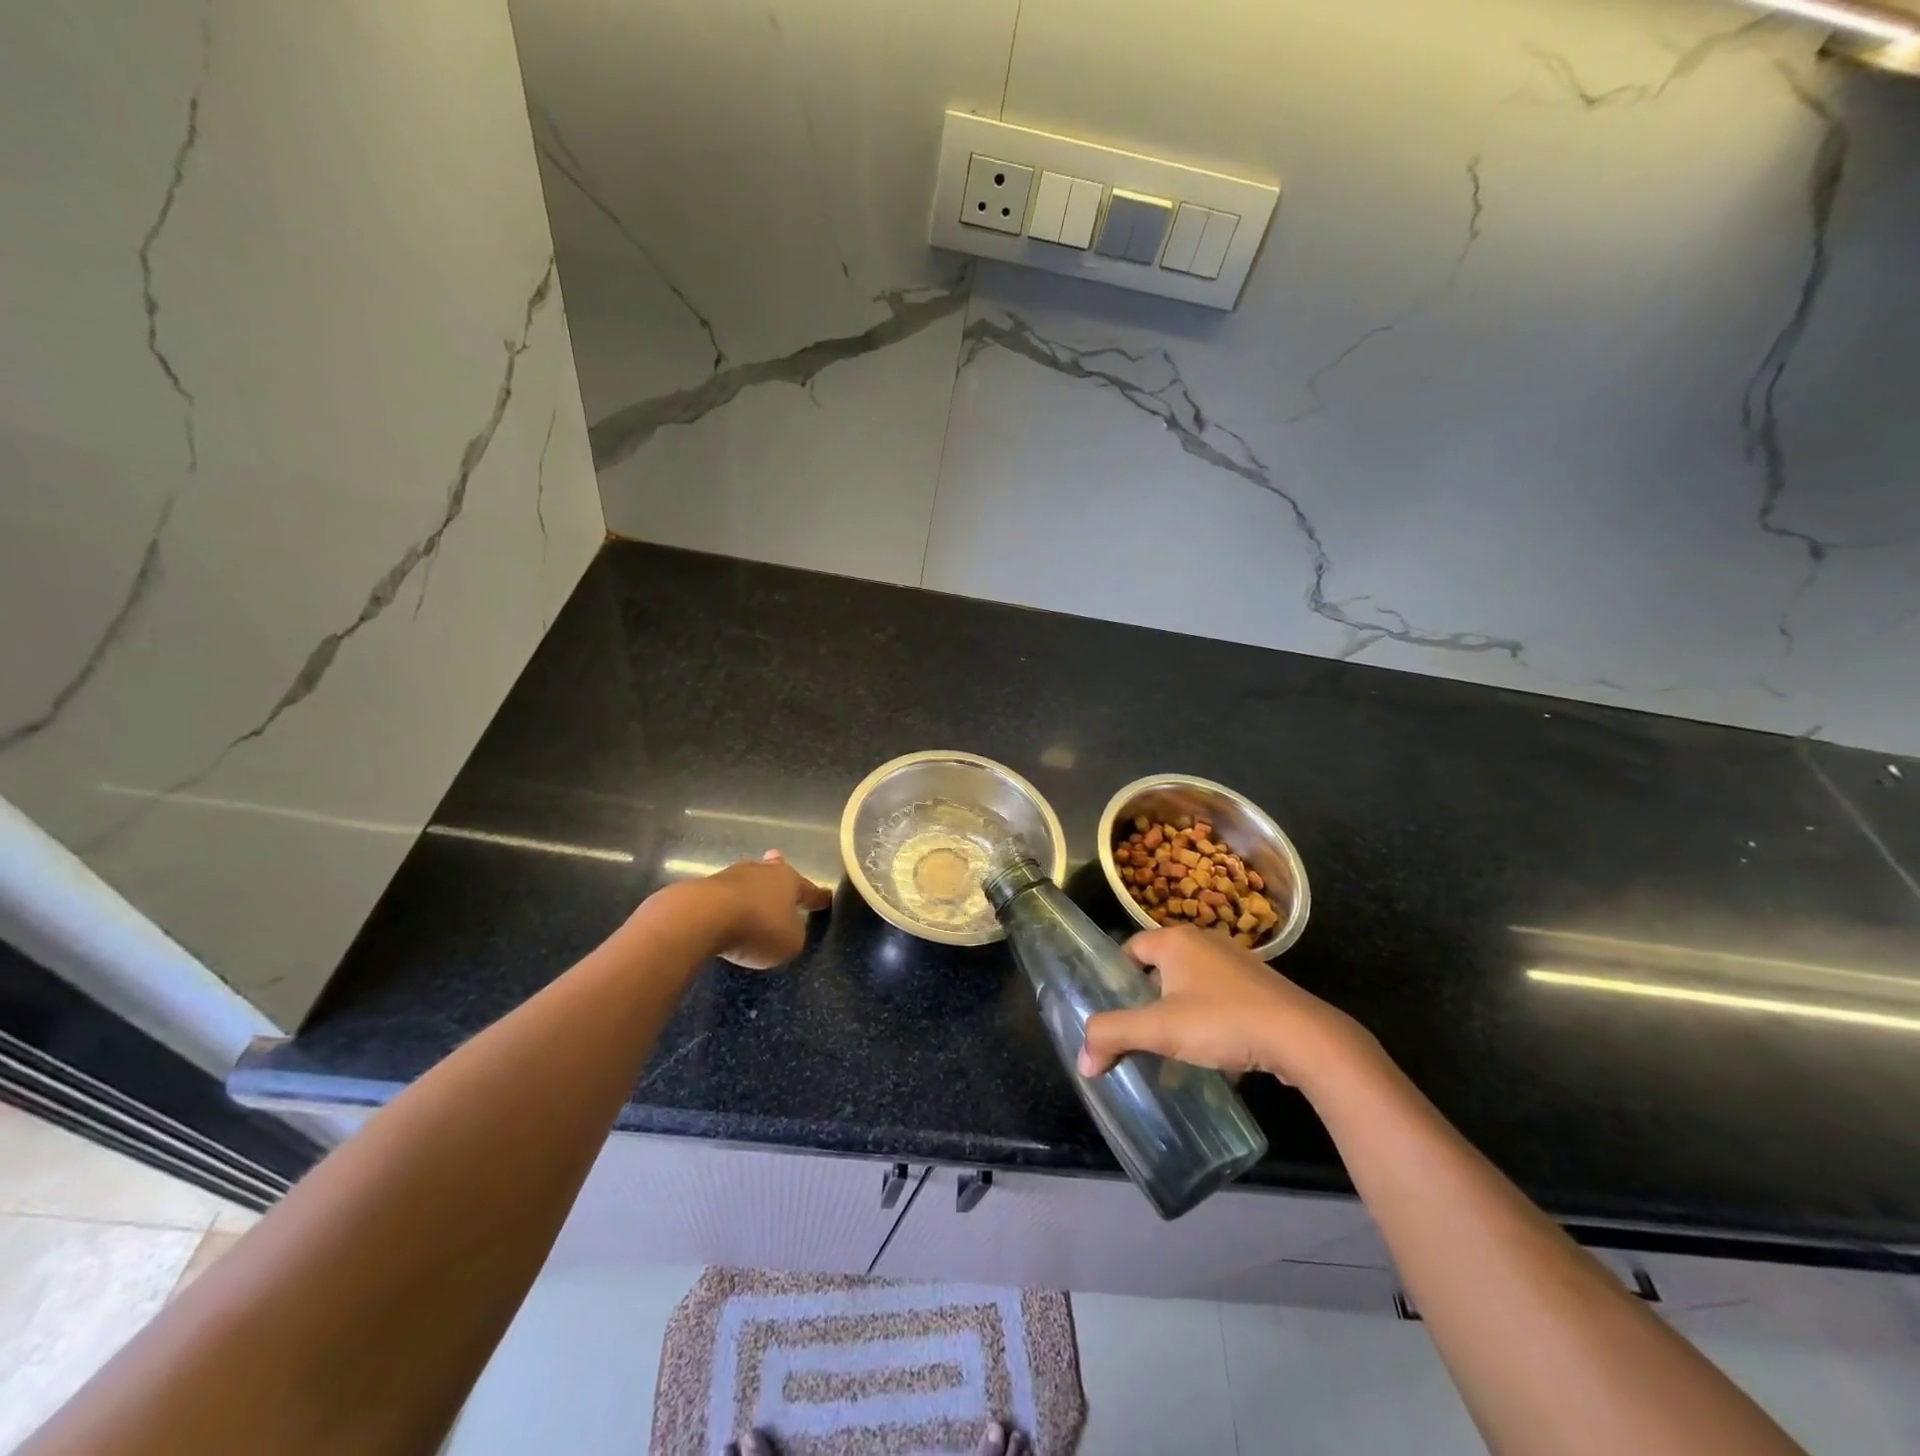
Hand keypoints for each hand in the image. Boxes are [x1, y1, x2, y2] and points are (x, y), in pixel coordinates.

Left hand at [703, 850, 832, 968]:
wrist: (701, 917)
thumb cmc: (758, 927)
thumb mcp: (790, 942)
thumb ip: (794, 935)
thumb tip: (787, 928)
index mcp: (789, 881)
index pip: (809, 890)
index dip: (818, 897)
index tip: (826, 897)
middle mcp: (762, 872)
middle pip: (774, 873)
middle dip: (779, 873)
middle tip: (780, 865)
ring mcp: (730, 876)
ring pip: (747, 880)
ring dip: (751, 888)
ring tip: (753, 894)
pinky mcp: (703, 888)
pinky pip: (724, 896)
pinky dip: (728, 903)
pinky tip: (725, 911)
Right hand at [1078, 925, 1368, 1086]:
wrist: (1301, 1037)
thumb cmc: (1221, 1021)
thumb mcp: (1159, 1030)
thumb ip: (1114, 1037)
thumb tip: (1082, 1061)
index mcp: (1177, 939)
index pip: (1131, 948)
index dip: (1117, 977)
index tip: (1113, 1009)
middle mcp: (1205, 941)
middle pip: (1162, 967)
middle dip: (1149, 999)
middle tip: (1139, 1031)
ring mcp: (1238, 963)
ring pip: (1194, 986)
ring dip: (1182, 1013)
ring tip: (1173, 1048)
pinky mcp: (1262, 987)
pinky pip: (1222, 1000)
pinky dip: (1212, 1022)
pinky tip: (1214, 1056)